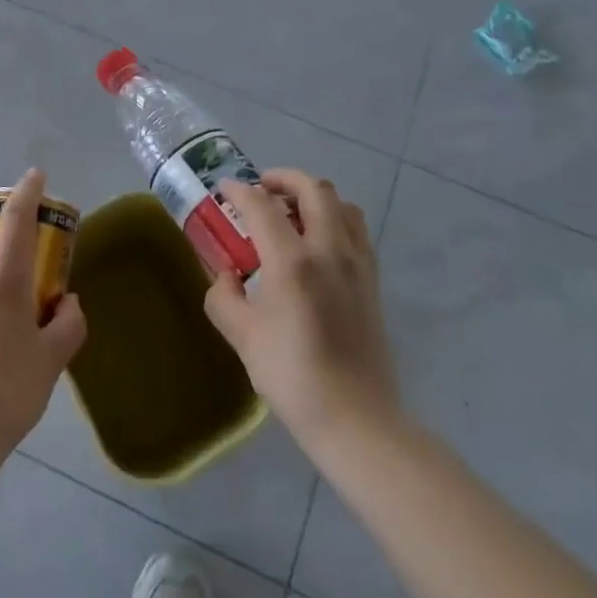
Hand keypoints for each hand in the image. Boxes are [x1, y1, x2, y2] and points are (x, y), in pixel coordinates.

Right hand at [204, 170, 400, 454]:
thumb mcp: (243, 337)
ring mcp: (356, 262)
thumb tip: (224, 275)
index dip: (239, 191)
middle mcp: (328, 249)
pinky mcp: (372, 280)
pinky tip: (317, 244)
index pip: (262, 205)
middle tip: (261, 190)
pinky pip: (356, 230)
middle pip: (313, 188)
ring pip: (341, 204)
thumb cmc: (292, 376)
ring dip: (314, 197)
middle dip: (283, 179)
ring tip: (292, 213)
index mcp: (292, 261)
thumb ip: (224, 297)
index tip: (224, 189)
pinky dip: (335, 219)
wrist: (355, 418)